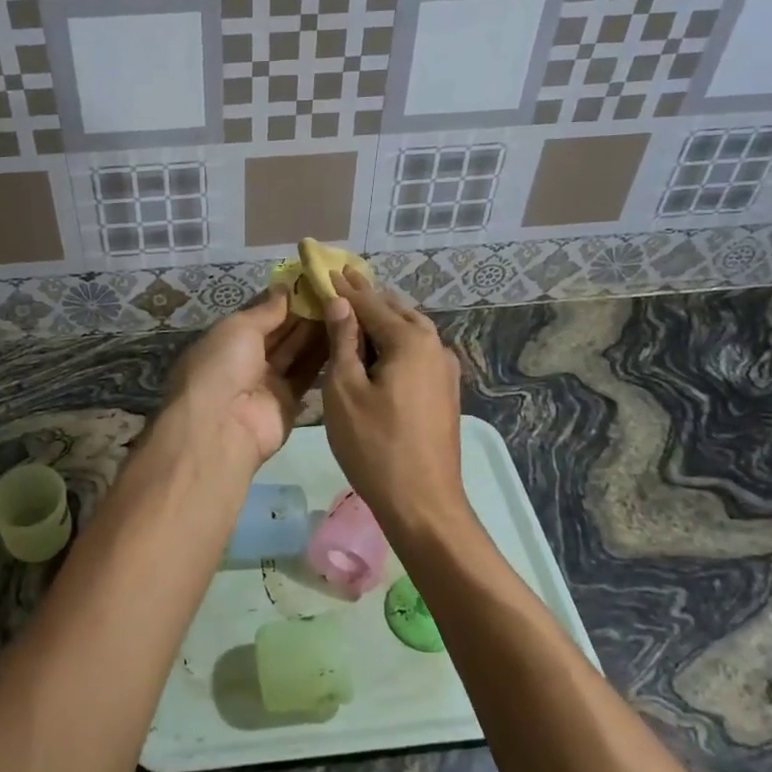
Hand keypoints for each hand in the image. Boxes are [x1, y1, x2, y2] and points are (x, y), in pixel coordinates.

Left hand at [164, 285, 328, 471]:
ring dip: (317, 331)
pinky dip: (323, 357)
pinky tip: (344, 335)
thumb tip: (283, 288)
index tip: (312, 281)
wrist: (221, 426)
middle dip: (304, 313)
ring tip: (345, 308)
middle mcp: (247, 359)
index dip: (284, 298)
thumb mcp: (239, 327)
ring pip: (296, 351)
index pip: (260, 313)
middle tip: (336, 292)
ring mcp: (268, 381)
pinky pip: (307, 374)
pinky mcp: (289, 401)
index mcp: (228, 338)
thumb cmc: (222, 365)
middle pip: (281, 332)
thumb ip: (266, 310)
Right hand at [320, 268, 466, 532]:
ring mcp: (445, 370)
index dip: (345, 287)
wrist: (423, 503)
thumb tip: (340, 303)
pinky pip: (417, 352)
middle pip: (396, 311)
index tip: (326, 268)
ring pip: (411, 331)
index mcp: (410, 340)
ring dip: (384, 319)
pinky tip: (379, 350)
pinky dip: (395, 342)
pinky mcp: (445, 392)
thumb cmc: (375, 445)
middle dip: (368, 297)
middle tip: (342, 282)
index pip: (371, 303)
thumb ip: (343, 341)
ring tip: (357, 311)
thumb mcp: (345, 389)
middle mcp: (434, 346)